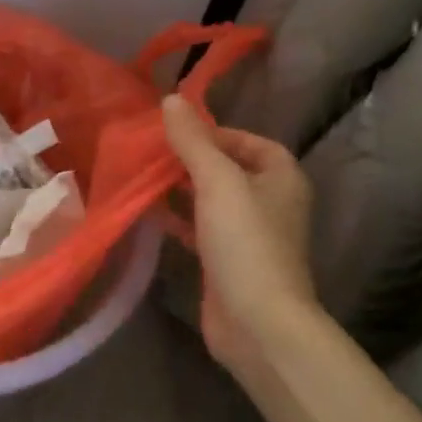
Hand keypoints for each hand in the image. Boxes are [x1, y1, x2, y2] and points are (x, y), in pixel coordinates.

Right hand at [161, 95, 317, 368]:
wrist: (258, 323)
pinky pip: (199, 230)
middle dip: (189, 161)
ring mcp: (248, 236)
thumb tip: (171, 99)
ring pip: (209, 201)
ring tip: (141, 178)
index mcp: (280, 178)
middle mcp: (269, 203)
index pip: (249, 142)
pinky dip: (177, 220)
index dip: (215, 134)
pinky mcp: (226, 263)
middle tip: (149, 153)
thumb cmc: (245, 242)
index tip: (176, 134)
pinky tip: (148, 214)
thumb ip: (193, 141)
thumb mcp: (217, 181)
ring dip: (179, 190)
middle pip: (226, 170)